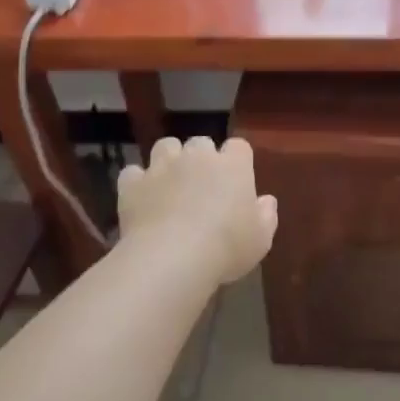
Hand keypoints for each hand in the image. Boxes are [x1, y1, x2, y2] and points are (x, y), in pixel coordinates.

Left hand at [117, 136, 277, 286]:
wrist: (173, 257)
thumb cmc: (227, 247)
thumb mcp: (261, 239)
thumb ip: (266, 215)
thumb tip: (266, 201)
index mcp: (233, 165)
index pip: (239, 147)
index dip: (237, 160)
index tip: (236, 180)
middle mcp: (197, 156)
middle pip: (200, 143)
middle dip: (201, 158)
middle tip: (202, 185)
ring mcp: (162, 166)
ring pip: (165, 146)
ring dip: (169, 160)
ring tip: (170, 184)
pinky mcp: (133, 183)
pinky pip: (133, 173)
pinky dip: (137, 183)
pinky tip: (142, 199)